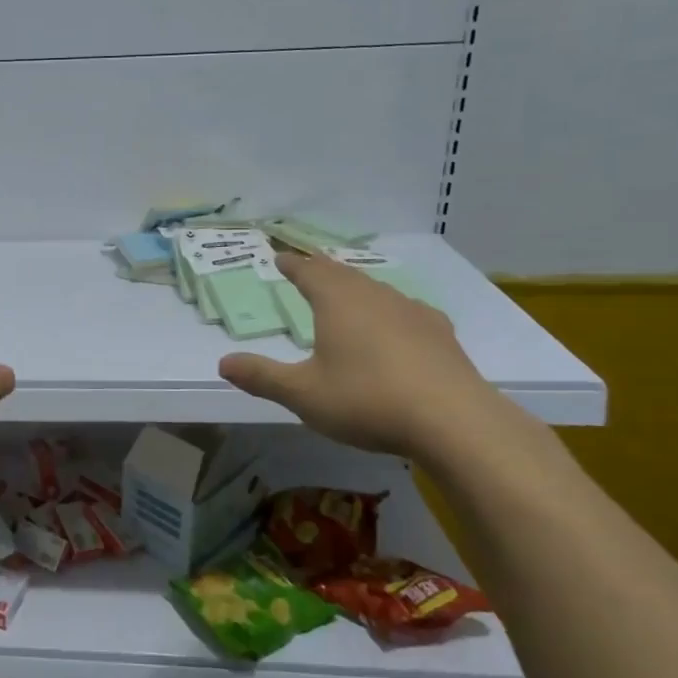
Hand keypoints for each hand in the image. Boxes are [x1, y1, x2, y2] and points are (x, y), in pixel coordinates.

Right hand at [217, 251, 498, 458]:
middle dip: (322, 270)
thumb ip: (262, 377)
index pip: (308, 272)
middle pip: (343, 274)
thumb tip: (223, 362)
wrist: (454, 421)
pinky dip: (389, 312)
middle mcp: (374, 297)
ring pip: (376, 289)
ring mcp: (412, 312)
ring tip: (346, 294)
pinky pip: (405, 311)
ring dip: (356, 288)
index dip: (292, 264)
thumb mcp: (303, 394)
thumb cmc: (366, 400)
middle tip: (308, 268)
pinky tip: (396, 325)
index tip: (279, 256)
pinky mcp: (440, 334)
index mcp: (337, 302)